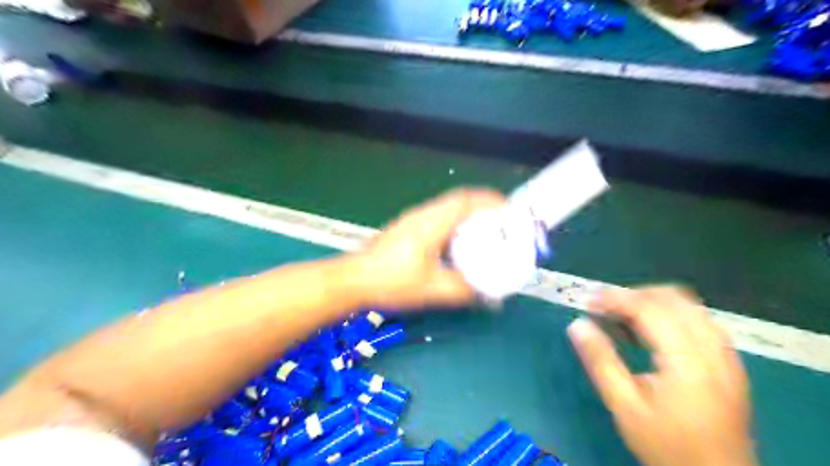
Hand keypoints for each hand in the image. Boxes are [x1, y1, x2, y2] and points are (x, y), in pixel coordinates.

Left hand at [351, 187, 504, 311]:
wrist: (354, 279)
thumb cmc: (390, 281)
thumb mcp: (431, 289)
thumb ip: (462, 290)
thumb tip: (486, 295)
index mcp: (431, 223)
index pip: (465, 200)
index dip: (489, 200)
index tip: (508, 209)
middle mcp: (423, 215)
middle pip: (458, 200)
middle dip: (482, 207)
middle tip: (501, 223)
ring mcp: (413, 220)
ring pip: (447, 208)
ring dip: (468, 215)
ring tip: (484, 232)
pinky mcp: (407, 228)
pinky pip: (438, 218)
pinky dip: (454, 224)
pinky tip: (458, 244)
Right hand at [568, 286, 757, 465]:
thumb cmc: (667, 445)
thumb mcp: (624, 406)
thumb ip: (600, 361)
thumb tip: (577, 324)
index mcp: (687, 359)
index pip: (649, 309)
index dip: (615, 298)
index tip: (587, 300)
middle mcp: (712, 348)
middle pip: (673, 298)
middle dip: (634, 294)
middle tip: (605, 308)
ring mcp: (726, 354)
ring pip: (689, 306)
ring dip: (653, 302)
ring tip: (624, 317)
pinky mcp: (729, 363)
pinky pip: (700, 320)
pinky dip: (672, 314)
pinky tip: (653, 332)